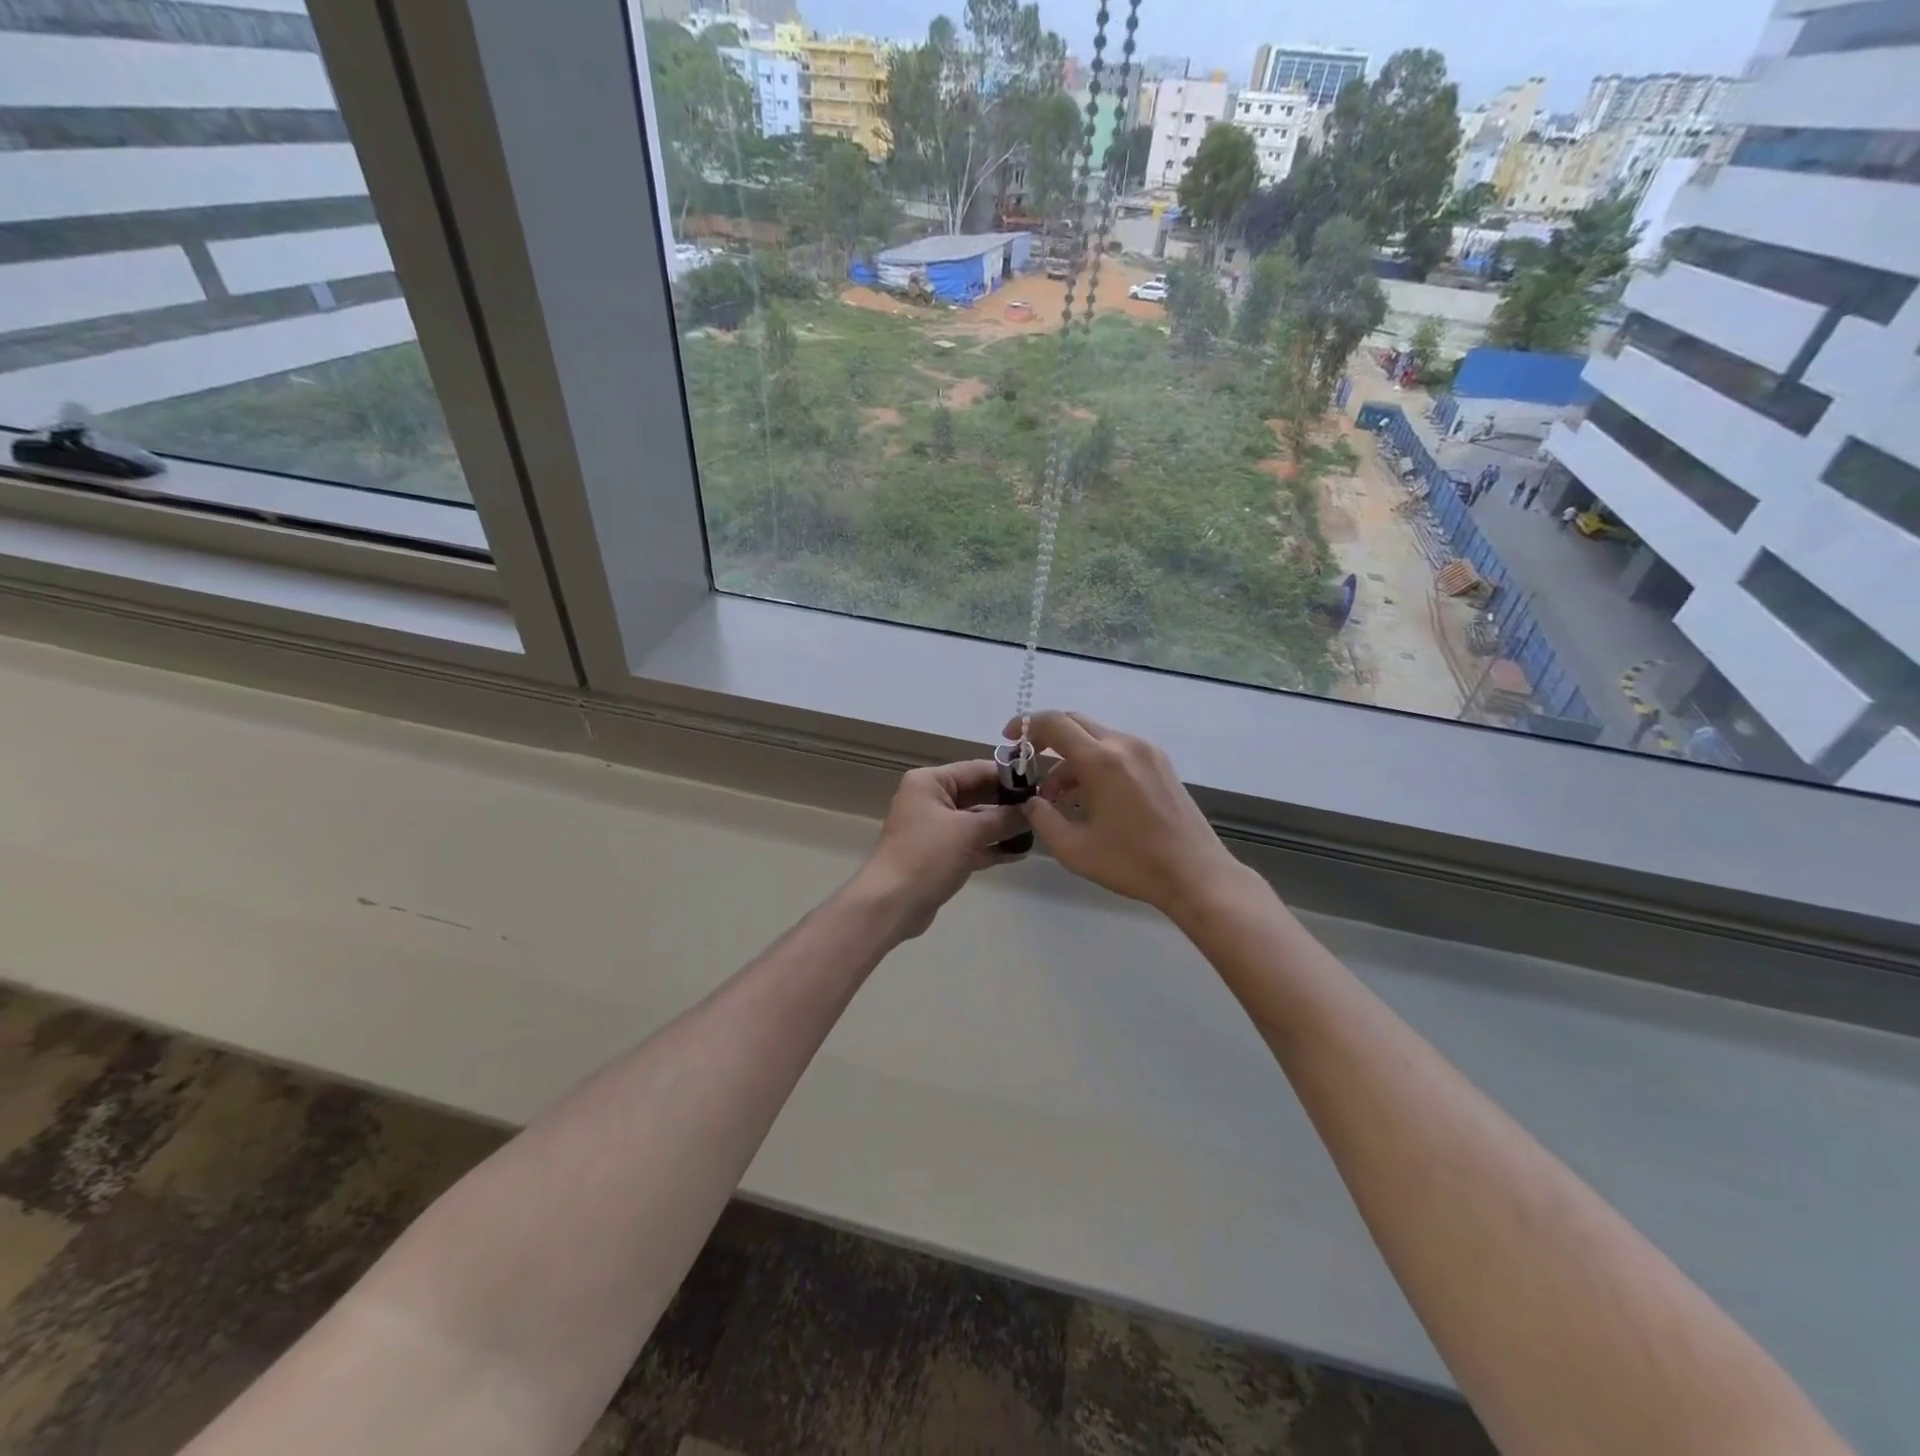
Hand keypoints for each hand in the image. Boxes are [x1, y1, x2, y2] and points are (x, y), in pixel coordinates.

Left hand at [856, 761, 1026, 938]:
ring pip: (976, 820)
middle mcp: (930, 799)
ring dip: (1003, 826)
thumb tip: (1033, 810)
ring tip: (1037, 830)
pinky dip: (992, 846)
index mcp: (930, 782)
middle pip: (977, 794)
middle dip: (1008, 803)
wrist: (892, 903)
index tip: (1040, 784)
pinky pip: (972, 843)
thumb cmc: (927, 856)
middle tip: (1043, 809)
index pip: (976, 769)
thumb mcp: (969, 832)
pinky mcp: (940, 854)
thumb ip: (1003, 818)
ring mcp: (935, 828)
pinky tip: (1020, 852)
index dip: (1008, 777)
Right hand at [1002, 711, 1242, 919]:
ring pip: (1097, 738)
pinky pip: (1118, 750)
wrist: (1195, 874)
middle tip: (1029, 764)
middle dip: (1047, 739)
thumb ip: (1043, 818)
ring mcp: (1147, 752)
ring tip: (1060, 796)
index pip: (1054, 724)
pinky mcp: (1161, 764)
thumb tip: (1032, 801)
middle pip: (1076, 723)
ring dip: (1072, 757)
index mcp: (1101, 760)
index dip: (1025, 726)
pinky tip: (1091, 797)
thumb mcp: (1073, 849)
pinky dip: (1096, 763)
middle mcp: (1124, 744)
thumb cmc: (1131, 863)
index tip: (1009, 740)